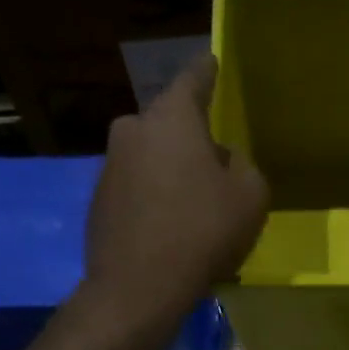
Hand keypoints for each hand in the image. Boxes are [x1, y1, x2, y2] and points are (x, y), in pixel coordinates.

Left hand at [84, 55, 268, 329]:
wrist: (139, 287)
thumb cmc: (203, 232)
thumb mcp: (250, 196)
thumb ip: (243, 165)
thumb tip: (222, 158)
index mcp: (171, 118)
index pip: (193, 79)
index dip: (207, 72)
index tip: (211, 62)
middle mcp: (133, 129)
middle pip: (170, 123)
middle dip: (192, 137)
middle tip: (216, 164)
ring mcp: (109, 165)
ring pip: (152, 156)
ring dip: (172, 171)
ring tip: (195, 205)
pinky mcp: (98, 200)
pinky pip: (137, 187)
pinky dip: (154, 197)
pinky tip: (171, 228)